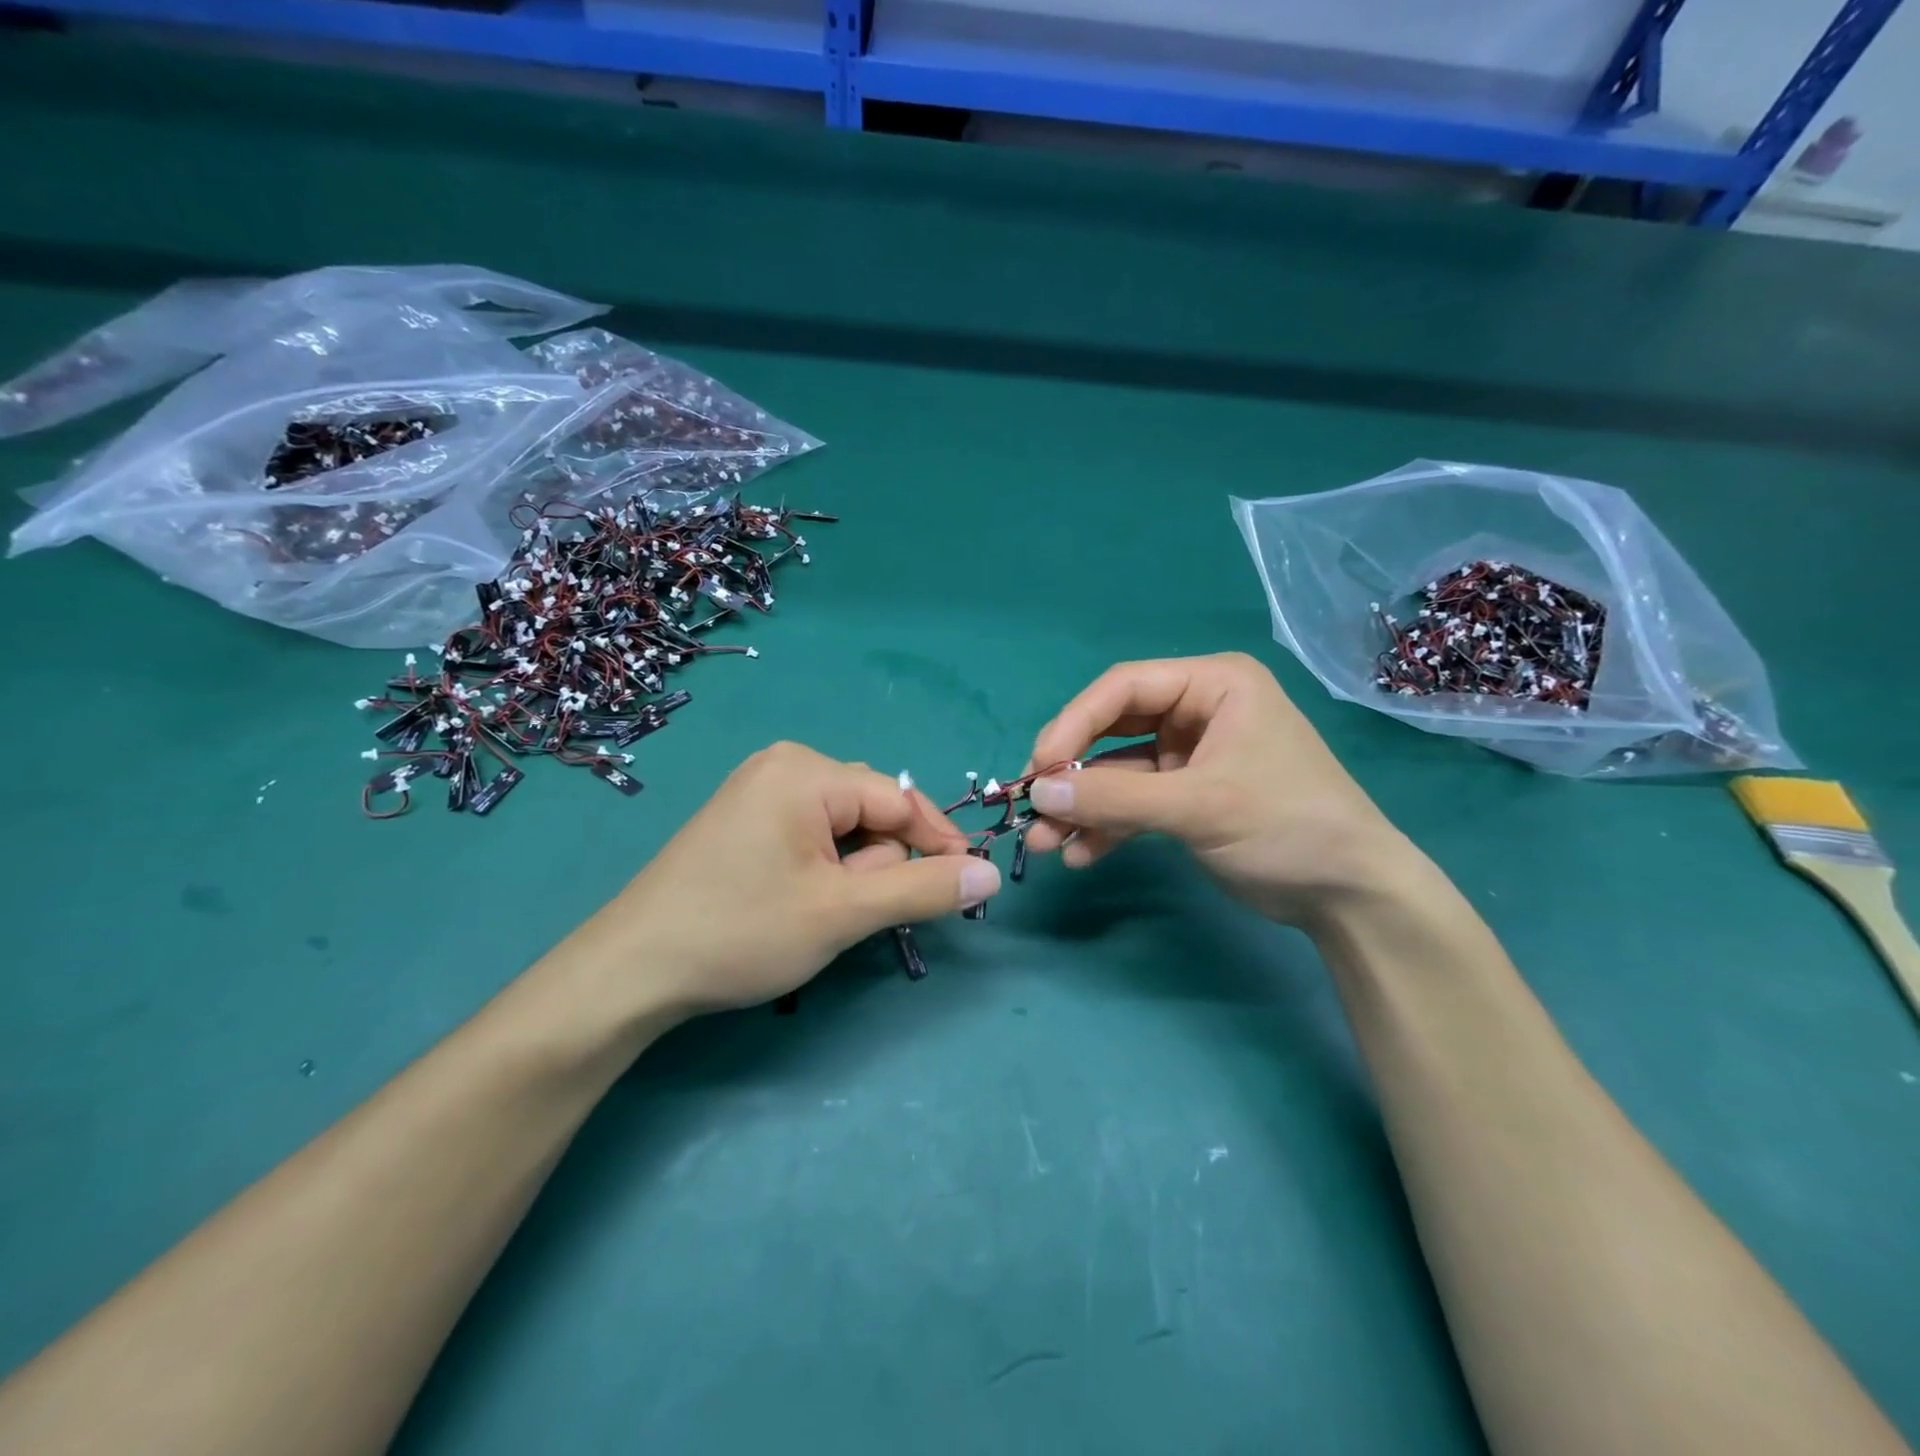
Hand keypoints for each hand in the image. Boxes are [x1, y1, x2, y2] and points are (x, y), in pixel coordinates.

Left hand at [566, 743, 999, 1015]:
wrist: (632, 971)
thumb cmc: (741, 932)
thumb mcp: (843, 913)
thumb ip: (922, 889)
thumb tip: (990, 873)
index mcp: (807, 771)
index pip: (900, 800)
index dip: (939, 844)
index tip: (968, 888)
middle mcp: (785, 766)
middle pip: (872, 812)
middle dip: (877, 866)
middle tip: (843, 912)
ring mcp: (760, 790)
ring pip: (844, 829)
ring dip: (850, 874)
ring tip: (813, 912)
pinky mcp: (745, 819)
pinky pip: (812, 835)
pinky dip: (823, 870)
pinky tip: (794, 903)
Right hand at [1022, 653, 1421, 926]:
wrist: (1350, 896)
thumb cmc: (1285, 826)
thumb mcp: (1199, 806)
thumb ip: (1116, 796)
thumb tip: (1039, 791)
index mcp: (1213, 685)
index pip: (1123, 687)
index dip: (1073, 723)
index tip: (1039, 766)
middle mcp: (1197, 711)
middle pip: (1112, 728)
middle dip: (1073, 770)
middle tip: (1033, 804)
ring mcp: (1189, 755)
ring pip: (1117, 772)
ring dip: (1082, 806)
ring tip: (1043, 842)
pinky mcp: (1186, 796)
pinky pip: (1133, 802)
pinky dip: (1107, 827)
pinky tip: (1080, 855)